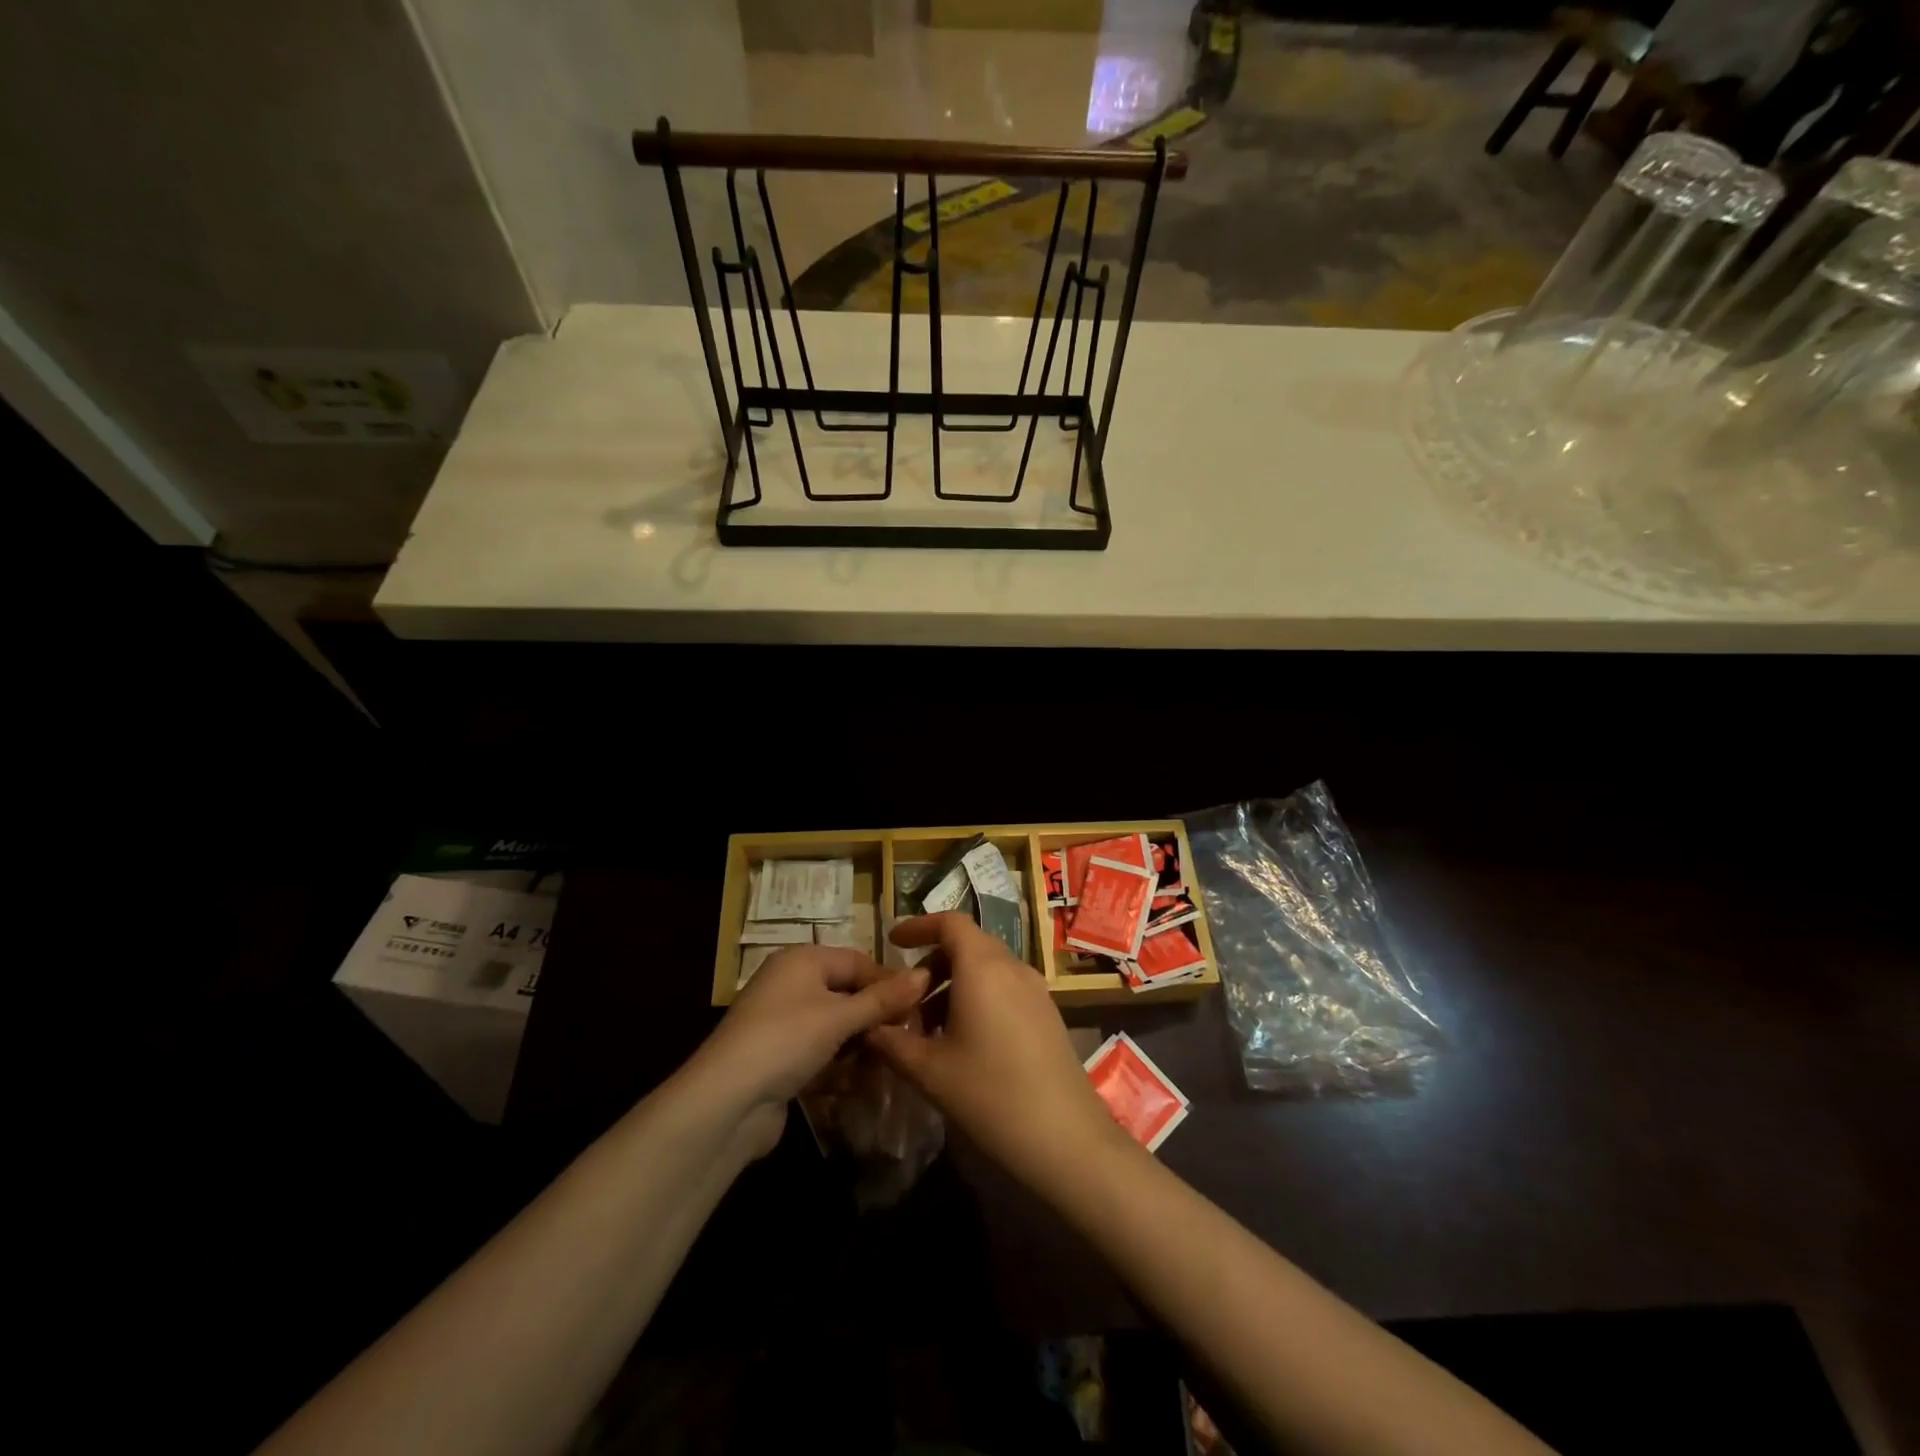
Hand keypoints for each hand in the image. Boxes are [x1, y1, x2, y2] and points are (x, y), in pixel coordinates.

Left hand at [695, 945, 926, 1156]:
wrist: (726, 1103)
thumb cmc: (787, 1041)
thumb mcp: (840, 1017)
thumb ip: (883, 999)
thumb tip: (925, 975)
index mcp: (802, 960)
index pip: (858, 961)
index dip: (889, 982)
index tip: (919, 1008)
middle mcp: (791, 983)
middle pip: (847, 993)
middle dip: (876, 1017)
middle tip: (908, 1038)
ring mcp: (783, 1022)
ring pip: (836, 1026)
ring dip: (860, 1044)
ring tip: (888, 1064)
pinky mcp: (779, 1057)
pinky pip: (820, 1051)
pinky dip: (840, 1064)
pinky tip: (859, 1082)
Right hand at [867, 913, 1130, 1193]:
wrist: (1066, 1138)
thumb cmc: (990, 1094)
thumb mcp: (930, 1071)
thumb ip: (892, 1043)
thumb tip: (869, 1027)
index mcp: (983, 967)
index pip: (950, 922)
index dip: (919, 926)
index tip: (893, 943)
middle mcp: (1012, 967)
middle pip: (969, 944)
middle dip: (933, 961)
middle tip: (906, 995)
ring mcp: (1036, 989)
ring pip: (988, 968)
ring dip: (955, 983)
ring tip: (930, 1026)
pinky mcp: (1047, 1013)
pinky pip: (1006, 987)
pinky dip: (979, 997)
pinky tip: (964, 1040)